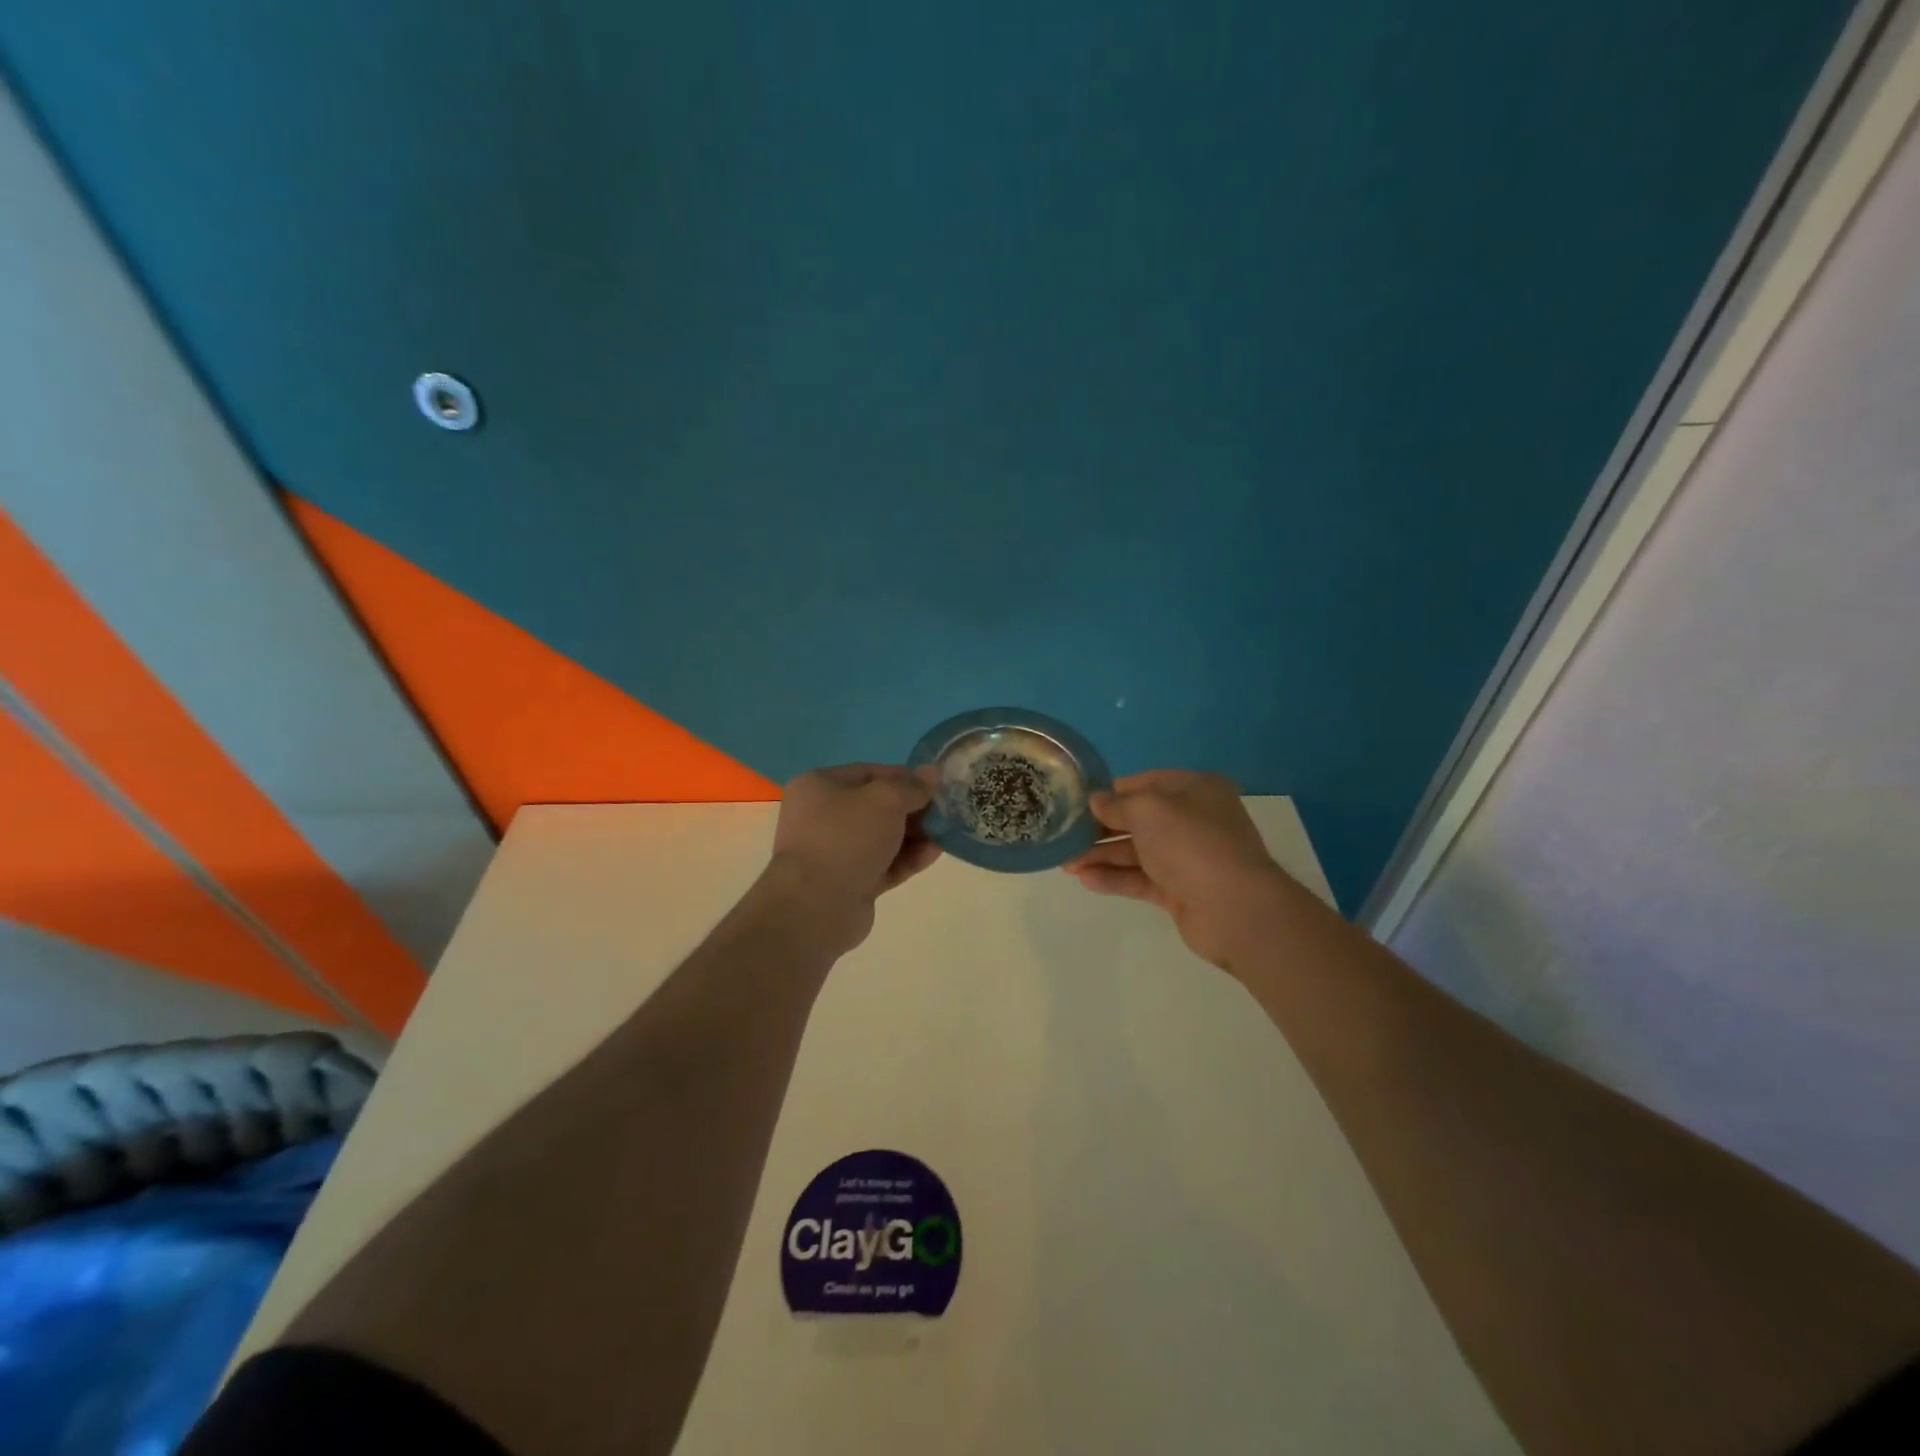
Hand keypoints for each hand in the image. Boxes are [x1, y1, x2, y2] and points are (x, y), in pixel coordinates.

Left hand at [762, 764, 940, 952]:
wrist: (816, 906)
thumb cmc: (846, 838)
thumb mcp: (885, 801)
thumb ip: (912, 786)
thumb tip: (933, 772)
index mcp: (820, 786)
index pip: (870, 773)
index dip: (905, 777)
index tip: (937, 786)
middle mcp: (823, 816)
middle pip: (878, 806)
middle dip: (913, 809)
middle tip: (946, 811)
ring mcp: (835, 852)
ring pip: (883, 837)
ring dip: (915, 835)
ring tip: (946, 833)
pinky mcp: (850, 882)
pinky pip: (884, 864)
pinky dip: (907, 858)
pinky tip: (934, 854)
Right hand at [1064, 770, 1286, 971]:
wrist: (1235, 908)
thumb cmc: (1191, 843)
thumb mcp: (1147, 810)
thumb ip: (1116, 805)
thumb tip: (1095, 802)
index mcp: (1196, 790)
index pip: (1146, 783)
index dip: (1112, 792)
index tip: (1078, 801)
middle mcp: (1195, 820)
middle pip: (1139, 820)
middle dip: (1101, 829)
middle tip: (1066, 836)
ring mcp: (1189, 858)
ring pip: (1138, 852)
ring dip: (1102, 856)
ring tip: (1066, 864)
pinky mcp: (1182, 891)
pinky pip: (1142, 879)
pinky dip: (1115, 878)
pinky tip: (1087, 880)